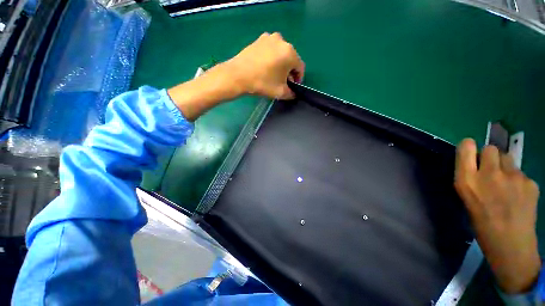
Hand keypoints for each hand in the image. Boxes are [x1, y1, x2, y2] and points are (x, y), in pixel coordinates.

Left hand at [225, 32, 304, 99]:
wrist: (238, 75)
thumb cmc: (262, 83)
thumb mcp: (280, 92)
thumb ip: (291, 93)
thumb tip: (294, 93)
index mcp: (290, 53)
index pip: (300, 67)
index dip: (298, 79)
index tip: (293, 86)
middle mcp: (282, 41)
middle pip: (291, 59)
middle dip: (289, 71)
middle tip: (283, 82)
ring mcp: (270, 38)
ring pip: (281, 54)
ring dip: (281, 64)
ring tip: (273, 75)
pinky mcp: (260, 39)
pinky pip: (271, 50)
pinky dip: (272, 58)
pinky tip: (265, 67)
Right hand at [455, 138, 540, 293]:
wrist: (510, 245)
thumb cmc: (482, 223)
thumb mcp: (466, 199)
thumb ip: (470, 177)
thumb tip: (475, 164)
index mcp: (467, 180)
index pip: (466, 147)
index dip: (468, 146)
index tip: (471, 152)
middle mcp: (489, 174)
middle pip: (491, 149)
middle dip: (490, 157)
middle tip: (492, 172)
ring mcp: (513, 177)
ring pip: (509, 159)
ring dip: (505, 167)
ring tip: (507, 186)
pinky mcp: (530, 183)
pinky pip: (522, 174)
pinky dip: (519, 181)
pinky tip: (519, 197)